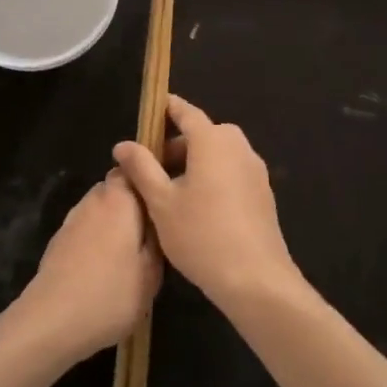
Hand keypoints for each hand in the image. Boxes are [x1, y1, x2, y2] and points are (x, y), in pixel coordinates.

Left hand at [5, 173, 161, 366]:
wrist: (51, 321)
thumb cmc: (111, 293)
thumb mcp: (152, 272)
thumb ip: (159, 239)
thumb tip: (158, 221)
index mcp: (120, 198)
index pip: (135, 167)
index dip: (151, 177)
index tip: (167, 196)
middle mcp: (94, 200)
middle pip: (118, 188)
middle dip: (135, 203)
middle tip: (154, 230)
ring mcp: (72, 219)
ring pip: (102, 209)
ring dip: (116, 223)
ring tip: (132, 252)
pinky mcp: (59, 241)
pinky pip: (87, 229)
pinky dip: (99, 239)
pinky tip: (107, 267)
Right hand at [113, 95, 311, 312]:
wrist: (255, 278)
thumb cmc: (201, 235)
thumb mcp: (161, 202)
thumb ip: (141, 168)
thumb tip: (123, 144)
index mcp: (213, 141)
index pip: (186, 112)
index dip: (167, 109)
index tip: (151, 110)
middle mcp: (238, 147)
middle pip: (203, 134)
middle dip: (176, 144)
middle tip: (151, 168)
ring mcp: (255, 170)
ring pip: (218, 154)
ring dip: (195, 163)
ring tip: (170, 192)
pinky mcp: (263, 193)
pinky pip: (232, 172)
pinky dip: (213, 177)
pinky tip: (197, 208)